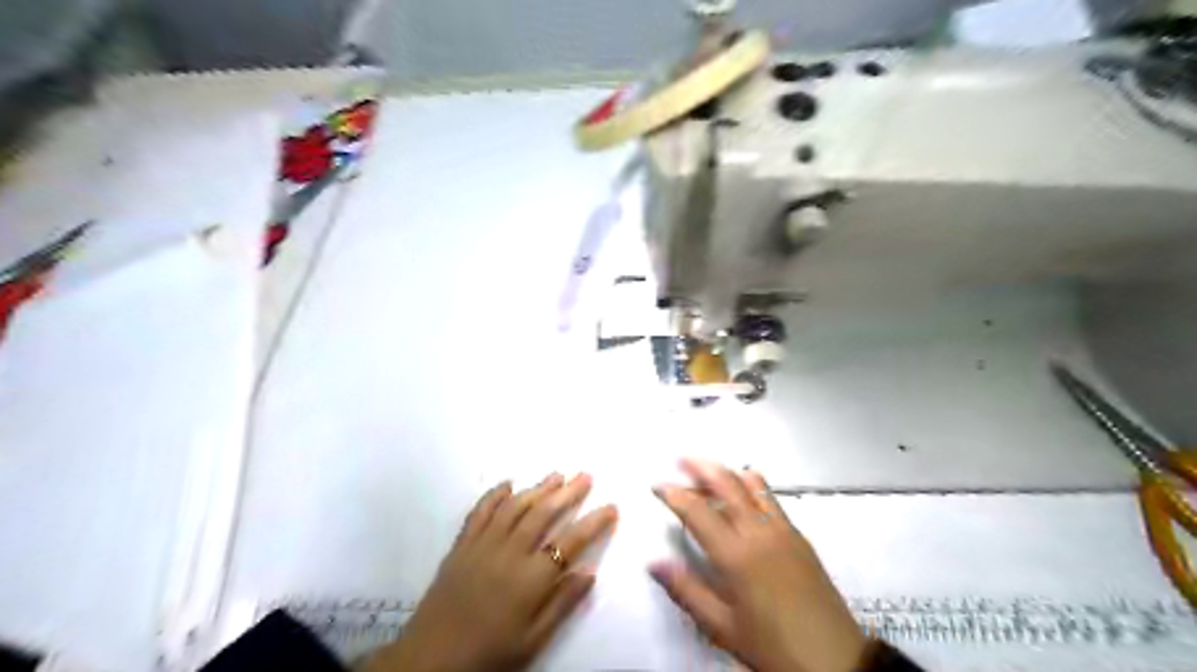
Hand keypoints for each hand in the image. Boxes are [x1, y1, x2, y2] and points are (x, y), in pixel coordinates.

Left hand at [374, 473, 617, 671]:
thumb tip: (590, 571)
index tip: (611, 507)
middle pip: (544, 514)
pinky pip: (480, 511)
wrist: (431, 659)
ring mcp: (483, 544)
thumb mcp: (533, 640)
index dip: (593, 522)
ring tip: (557, 475)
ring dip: (538, 488)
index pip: (570, 542)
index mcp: (530, 578)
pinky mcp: (462, 544)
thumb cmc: (489, 653)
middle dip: (568, 493)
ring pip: (515, 506)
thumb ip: (562, 603)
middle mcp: (509, 552)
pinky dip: (495, 494)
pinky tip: (508, 483)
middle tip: (586, 476)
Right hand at [651, 458, 865, 670]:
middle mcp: (759, 532)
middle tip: (681, 459)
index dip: (674, 494)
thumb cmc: (772, 646)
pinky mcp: (799, 536)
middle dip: (701, 467)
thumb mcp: (722, 626)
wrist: (836, 661)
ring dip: (727, 473)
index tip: (658, 485)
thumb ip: (686, 590)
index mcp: (736, 555)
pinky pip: (771, 498)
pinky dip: (751, 486)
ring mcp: (783, 530)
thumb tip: (654, 562)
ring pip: (752, 484)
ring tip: (709, 472)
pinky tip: (744, 495)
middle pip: (727, 484)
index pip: (698, 511)